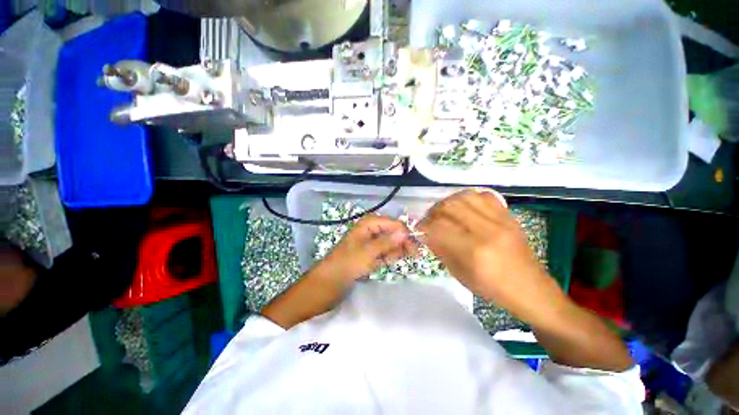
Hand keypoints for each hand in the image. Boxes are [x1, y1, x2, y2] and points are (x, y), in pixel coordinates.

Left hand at [321, 215, 418, 281]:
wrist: (329, 282)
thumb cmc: (348, 264)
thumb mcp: (369, 252)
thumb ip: (388, 242)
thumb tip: (405, 232)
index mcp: (369, 223)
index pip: (395, 224)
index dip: (406, 236)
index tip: (416, 251)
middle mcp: (371, 228)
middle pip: (394, 232)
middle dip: (399, 245)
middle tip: (402, 259)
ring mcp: (370, 240)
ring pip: (391, 243)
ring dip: (391, 253)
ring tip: (383, 262)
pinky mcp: (370, 251)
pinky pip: (385, 251)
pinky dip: (385, 258)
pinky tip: (380, 264)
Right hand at [418, 189, 562, 318]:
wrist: (531, 289)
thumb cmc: (493, 289)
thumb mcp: (460, 275)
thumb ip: (441, 250)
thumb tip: (427, 233)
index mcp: (475, 252)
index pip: (439, 227)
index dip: (424, 226)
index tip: (419, 230)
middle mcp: (488, 231)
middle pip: (450, 207)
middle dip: (433, 212)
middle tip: (430, 220)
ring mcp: (501, 221)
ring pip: (466, 196)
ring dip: (448, 202)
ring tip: (444, 212)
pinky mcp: (509, 217)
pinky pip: (484, 196)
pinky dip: (468, 198)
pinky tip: (463, 207)